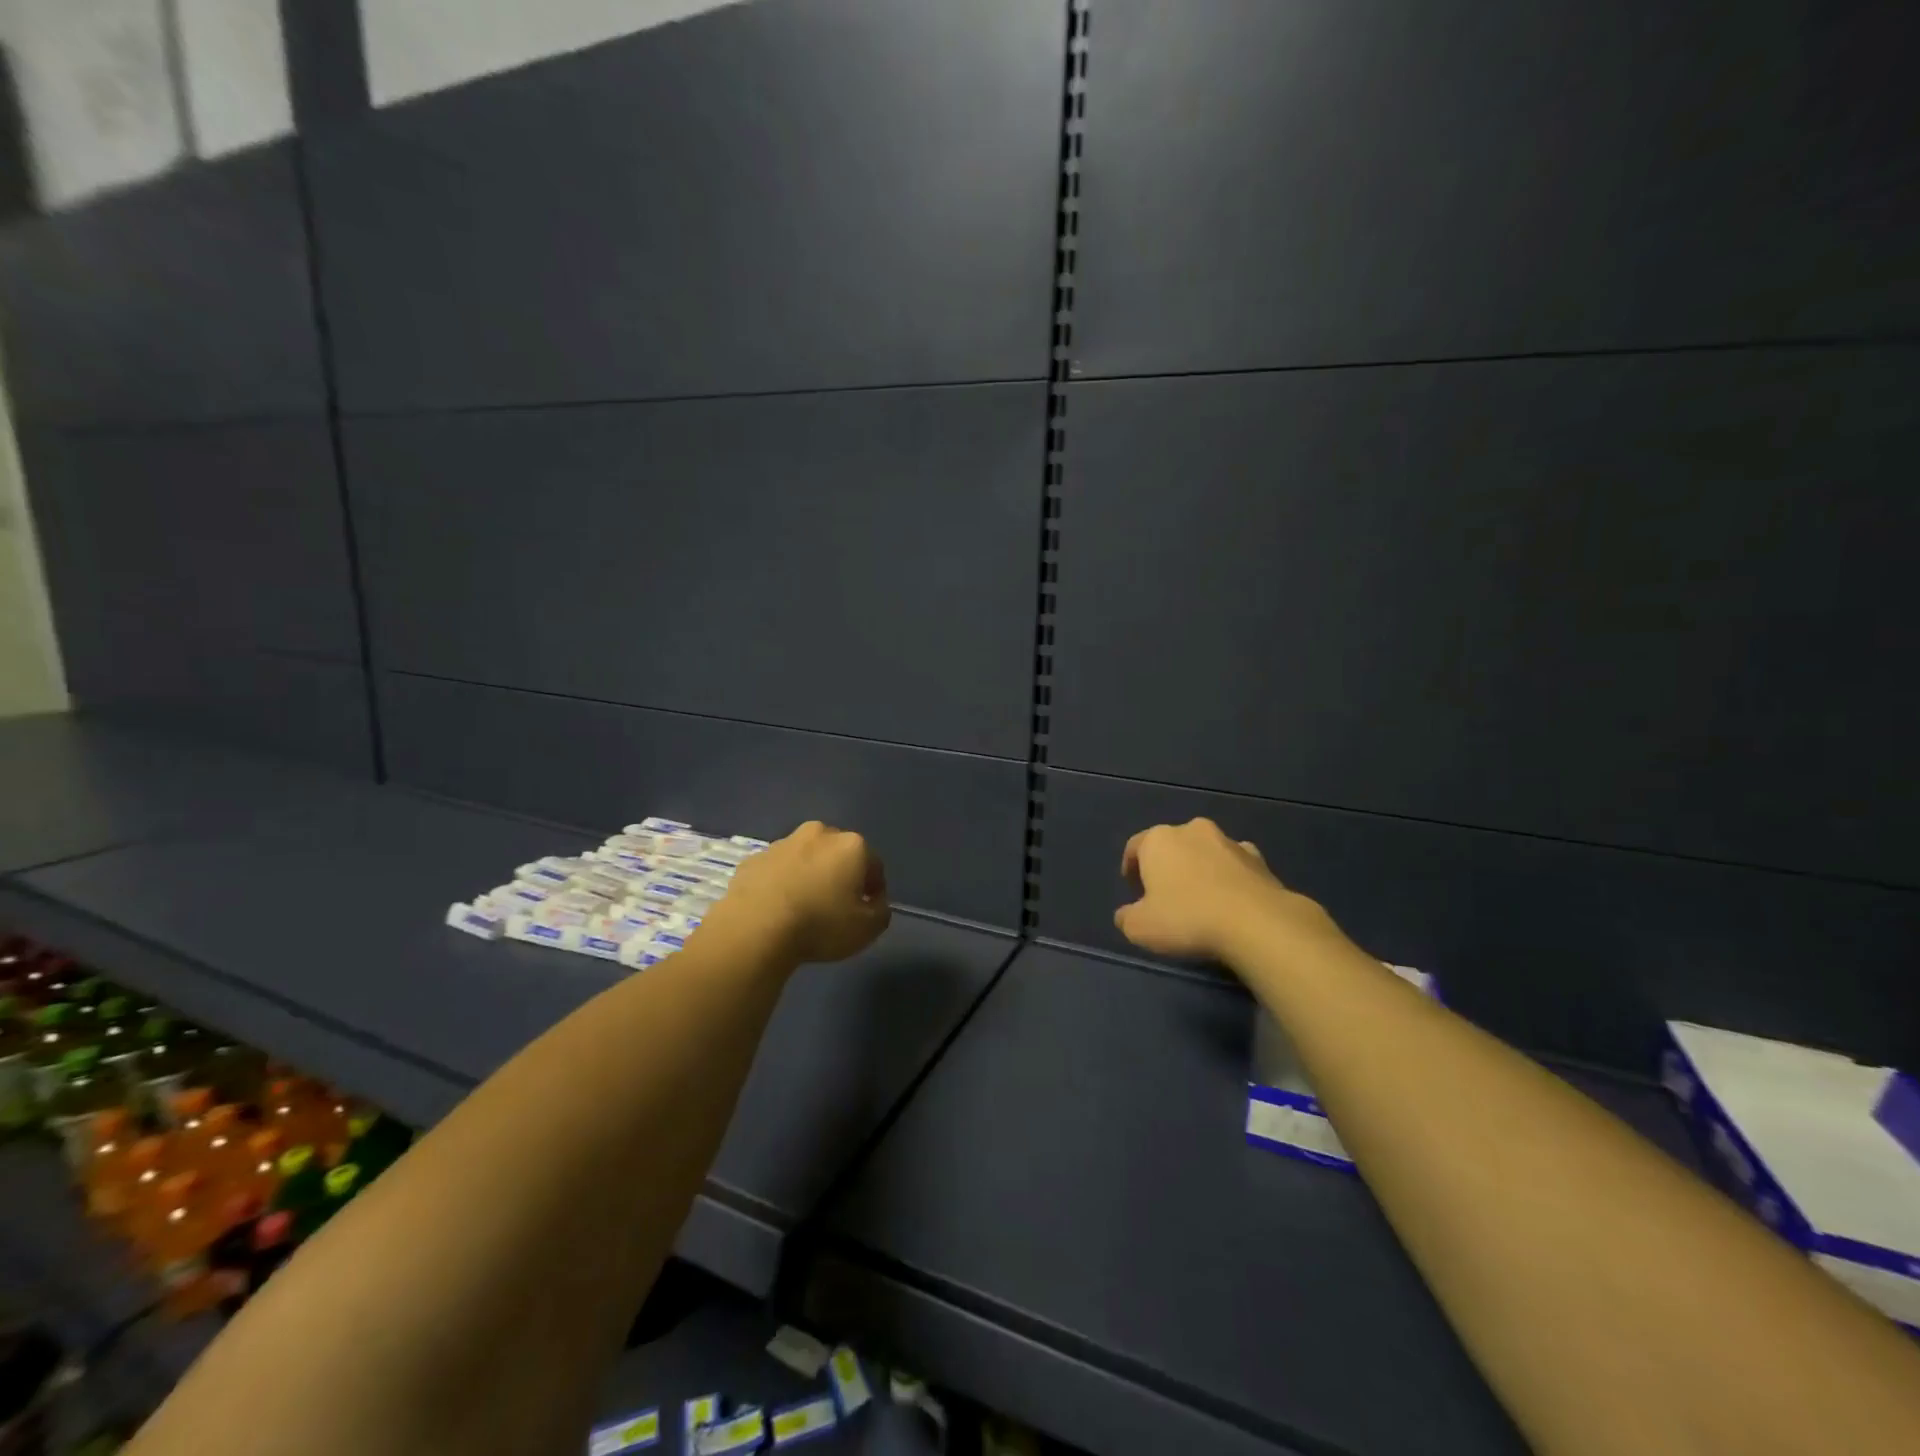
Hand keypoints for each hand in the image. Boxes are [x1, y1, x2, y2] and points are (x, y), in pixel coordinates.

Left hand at [718, 821, 891, 963]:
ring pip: (806, 858)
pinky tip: (776, 908)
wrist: (754, 928)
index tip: (866, 911)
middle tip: (836, 906)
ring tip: (803, 908)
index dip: (874, 890)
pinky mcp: (754, 858)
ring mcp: (783, 843)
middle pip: (839, 854)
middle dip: (840, 874)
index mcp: (851, 845)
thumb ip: (881, 911)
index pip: (874, 865)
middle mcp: (819, 834)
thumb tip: (874, 902)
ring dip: (809, 875)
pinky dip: (781, 882)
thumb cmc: (820, 925)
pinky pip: (777, 870)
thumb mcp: (867, 929)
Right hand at [1115, 818, 1337, 962]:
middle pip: (1172, 845)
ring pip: (1205, 851)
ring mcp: (1228, 841)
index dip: (1131, 868)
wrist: (1256, 923)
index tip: (1133, 889)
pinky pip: (1234, 865)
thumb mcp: (1140, 928)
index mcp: (1158, 840)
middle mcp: (1192, 830)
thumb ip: (1126, 917)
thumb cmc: (1187, 919)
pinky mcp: (1258, 858)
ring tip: (1201, 898)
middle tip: (1165, 894)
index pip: (1135, 847)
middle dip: (1167, 865)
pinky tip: (1231, 900)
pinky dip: (1229, 877)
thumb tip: (1126, 914)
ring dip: (1199, 868)